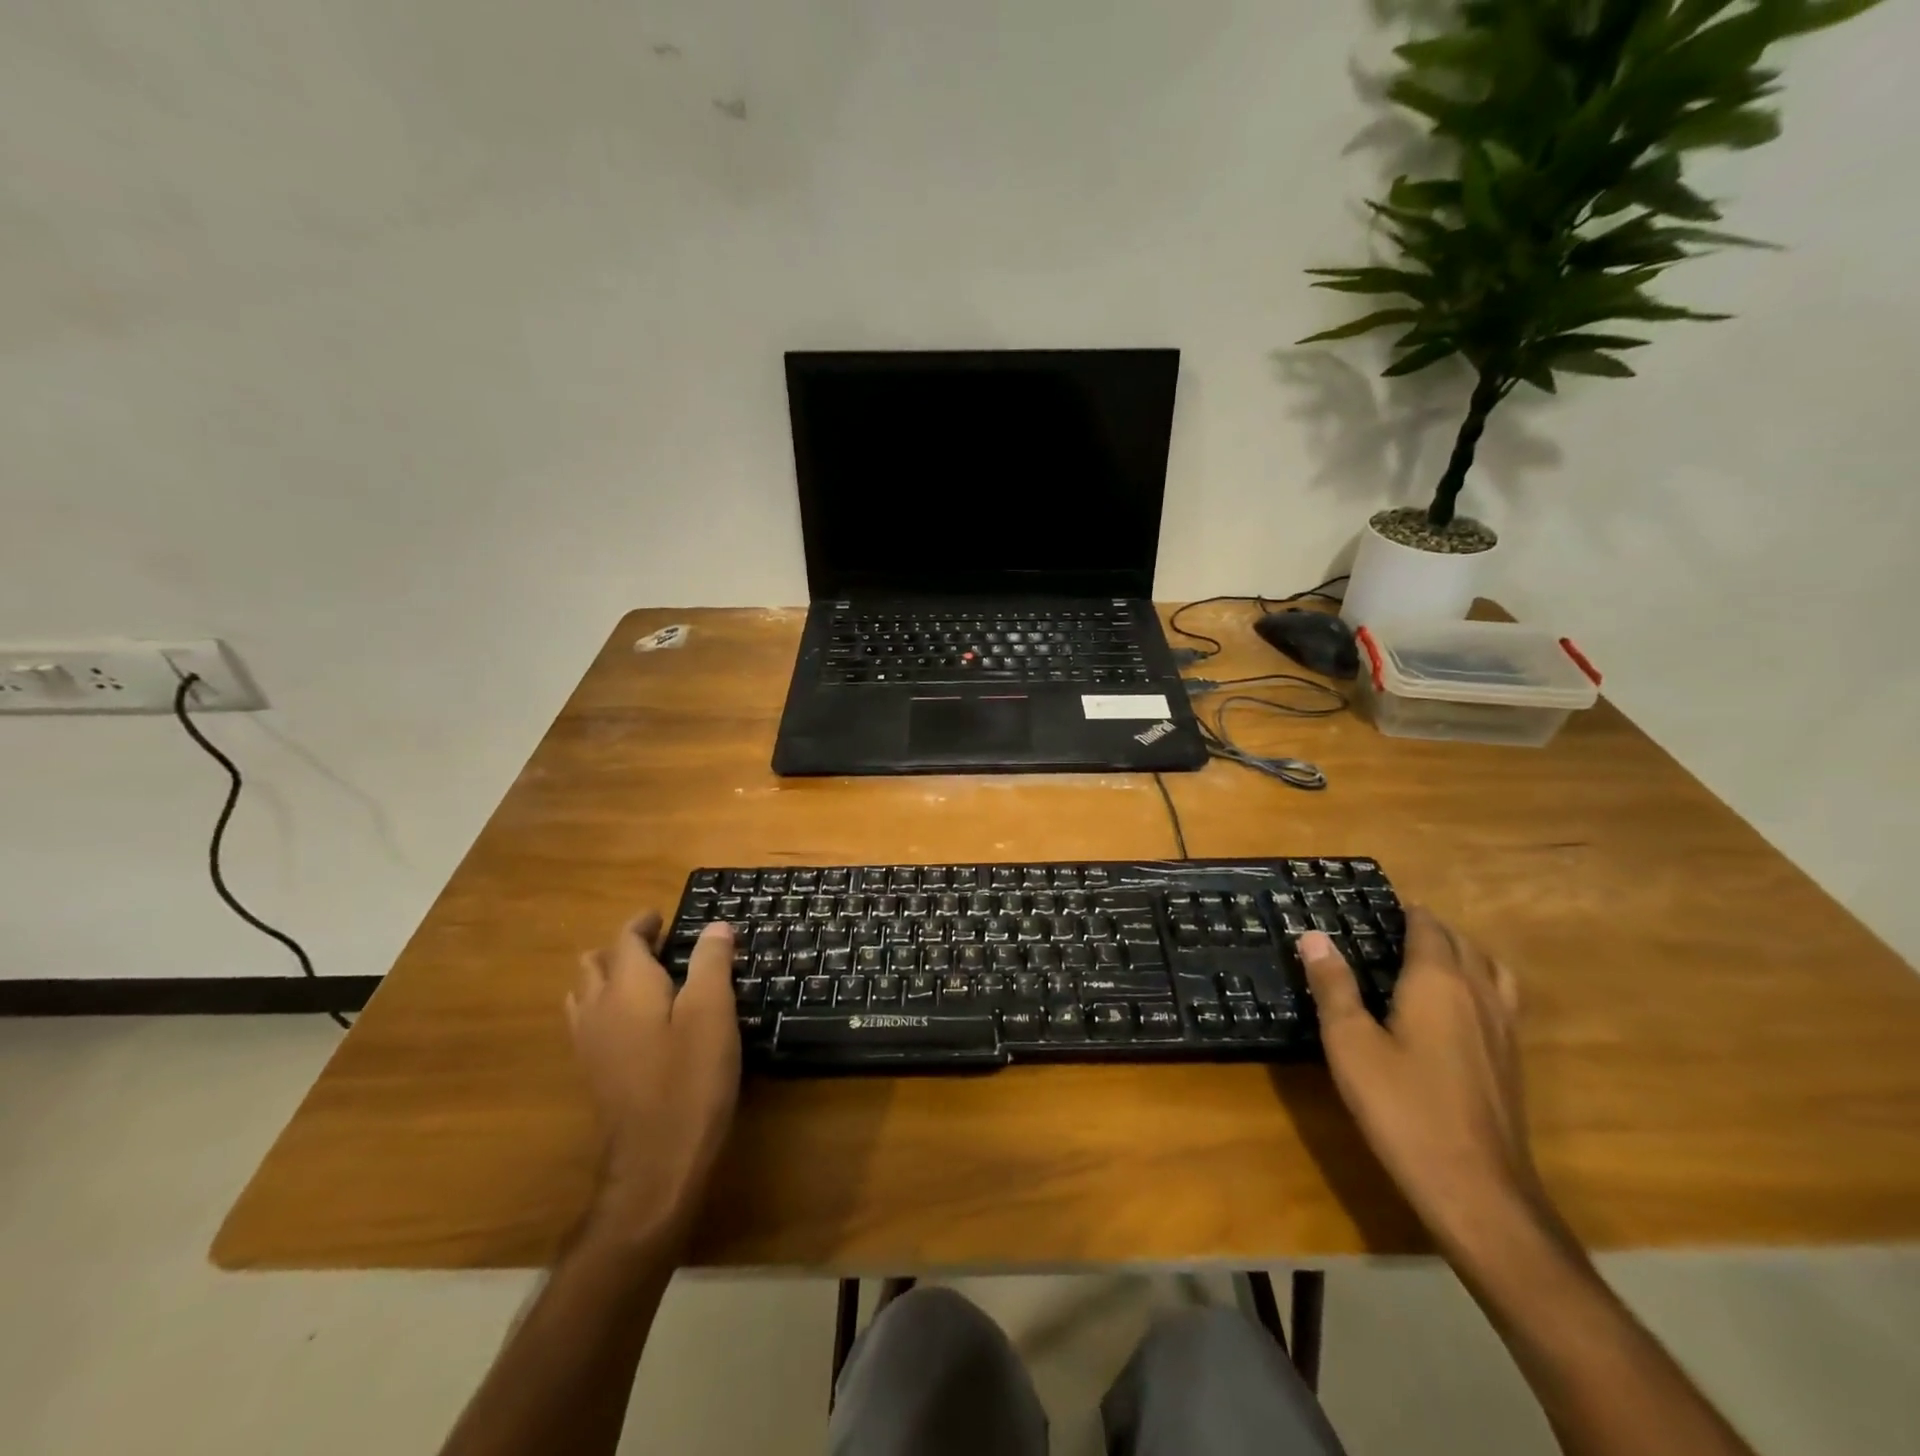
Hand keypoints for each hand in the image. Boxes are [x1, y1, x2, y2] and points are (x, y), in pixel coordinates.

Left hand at [566, 914, 739, 1242]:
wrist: (655, 1162)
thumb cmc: (690, 1078)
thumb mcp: (712, 1012)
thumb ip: (711, 963)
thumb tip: (715, 927)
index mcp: (627, 987)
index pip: (625, 940)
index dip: (643, 923)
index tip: (663, 916)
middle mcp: (597, 1008)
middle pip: (595, 963)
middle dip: (623, 948)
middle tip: (659, 946)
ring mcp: (589, 1044)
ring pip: (585, 993)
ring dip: (608, 976)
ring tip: (644, 979)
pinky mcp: (592, 1073)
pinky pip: (588, 1022)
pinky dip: (606, 1006)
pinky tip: (635, 1023)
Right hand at [1299, 908, 1550, 1259]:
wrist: (1476, 1189)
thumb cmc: (1402, 1108)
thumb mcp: (1350, 1043)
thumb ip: (1333, 986)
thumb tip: (1313, 936)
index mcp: (1438, 982)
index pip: (1428, 928)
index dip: (1406, 913)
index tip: (1378, 907)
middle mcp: (1479, 994)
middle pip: (1462, 943)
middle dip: (1431, 929)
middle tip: (1391, 931)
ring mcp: (1504, 1029)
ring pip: (1491, 970)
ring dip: (1463, 954)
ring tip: (1430, 961)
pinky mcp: (1512, 1061)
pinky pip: (1501, 999)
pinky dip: (1480, 984)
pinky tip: (1455, 1011)